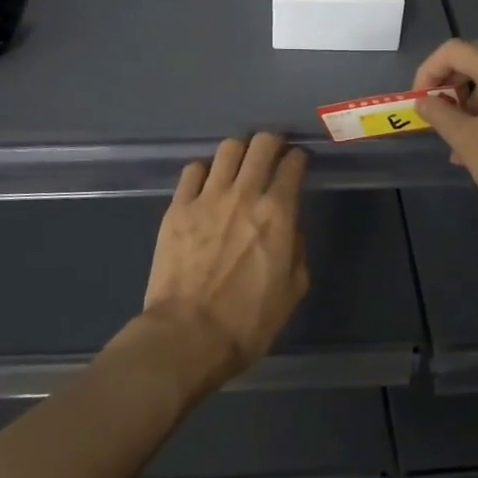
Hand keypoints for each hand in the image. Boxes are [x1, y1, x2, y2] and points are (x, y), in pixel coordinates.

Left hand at [141, 133, 309, 390]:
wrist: (188, 335)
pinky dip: (203, 172)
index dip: (299, 158)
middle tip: (272, 152)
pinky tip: (205, 185)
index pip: (293, 165)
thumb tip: (289, 231)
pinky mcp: (177, 207)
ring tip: (239, 165)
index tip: (299, 162)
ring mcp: (207, 197)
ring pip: (227, 149)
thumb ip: (296, 252)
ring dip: (239, 152)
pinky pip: (192, 170)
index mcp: (277, 214)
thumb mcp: (291, 292)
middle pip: (261, 144)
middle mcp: (244, 194)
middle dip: (272, 142)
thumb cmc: (247, 322)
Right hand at [413, 39, 477, 251]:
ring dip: (467, 103)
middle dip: (447, 86)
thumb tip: (423, 101)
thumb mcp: (467, 141)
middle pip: (473, 61)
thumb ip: (440, 114)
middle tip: (433, 117)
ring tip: (453, 141)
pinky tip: (477, 147)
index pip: (452, 51)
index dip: (427, 72)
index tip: (417, 102)